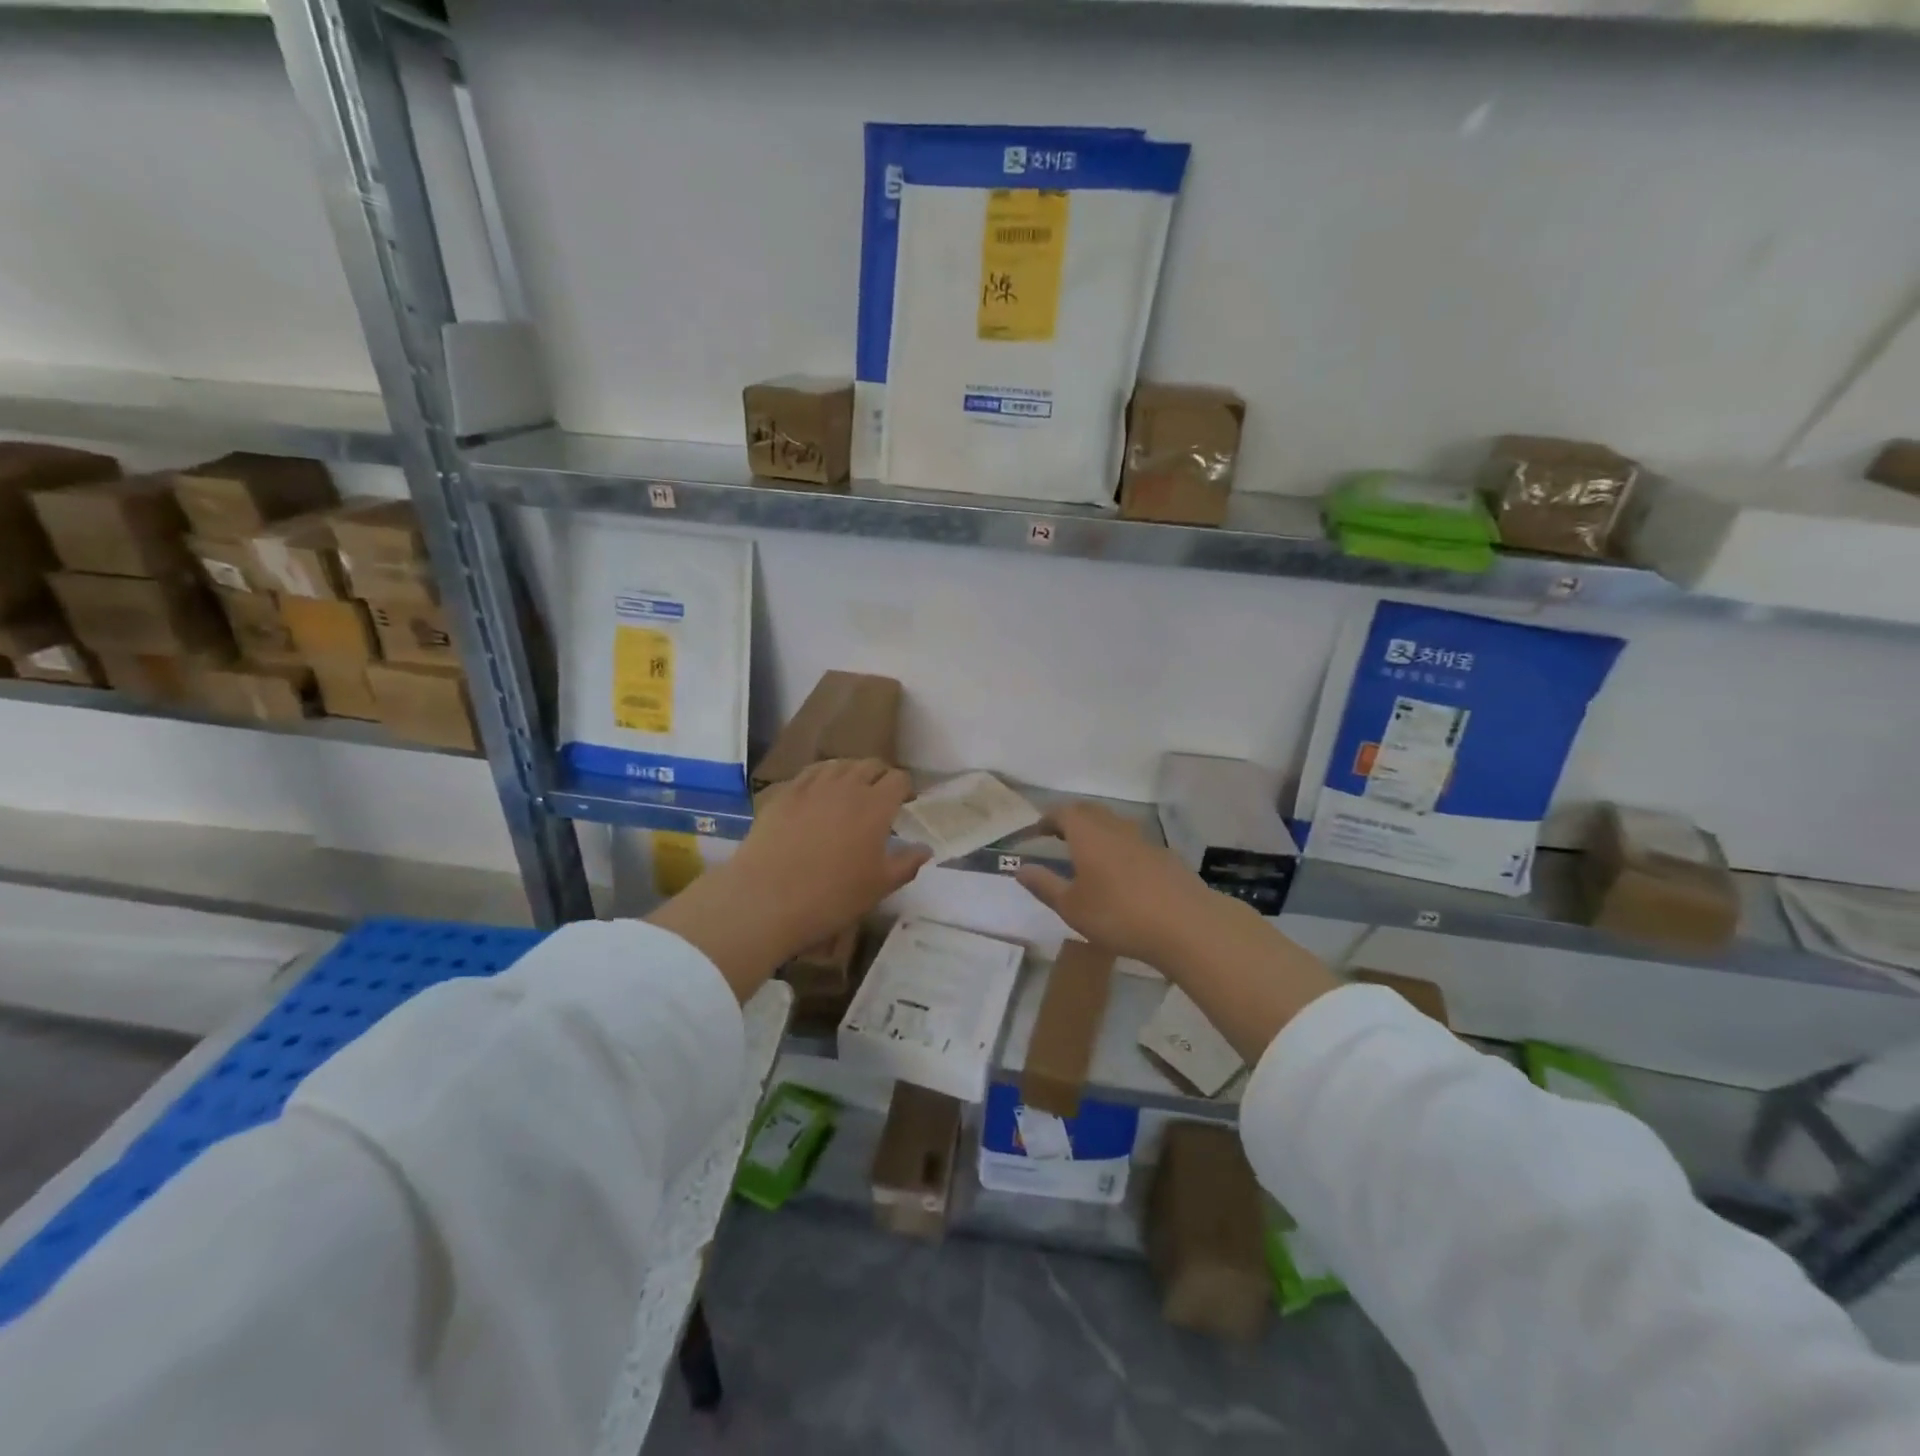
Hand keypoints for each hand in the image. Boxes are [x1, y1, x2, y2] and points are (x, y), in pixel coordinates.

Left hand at [731, 758, 930, 948]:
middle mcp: (846, 786)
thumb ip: (907, 863)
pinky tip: (819, 794)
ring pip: (840, 765)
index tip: (905, 805)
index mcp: (876, 805)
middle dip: (880, 777)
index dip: (905, 789)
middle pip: (870, 765)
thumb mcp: (879, 887)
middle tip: (880, 800)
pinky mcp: (784, 793)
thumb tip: (925, 849)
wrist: (766, 899)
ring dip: (851, 774)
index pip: (899, 778)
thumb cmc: (832, 896)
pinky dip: (822, 778)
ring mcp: (812, 786)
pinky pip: (809, 773)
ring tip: (850, 794)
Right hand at [1013, 801, 1220, 966]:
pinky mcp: (1165, 857)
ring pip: (1114, 825)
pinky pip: (1134, 843)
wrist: (1186, 925)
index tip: (1036, 832)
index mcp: (1088, 834)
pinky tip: (1121, 876)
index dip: (1047, 819)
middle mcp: (1115, 828)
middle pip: (1090, 812)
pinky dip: (1119, 849)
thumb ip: (1045, 885)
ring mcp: (1144, 840)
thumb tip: (1021, 868)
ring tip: (1087, 856)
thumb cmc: (1119, 915)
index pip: (1063, 812)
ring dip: (1097, 833)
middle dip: (1071, 820)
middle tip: (1058, 838)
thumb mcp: (1072, 907)